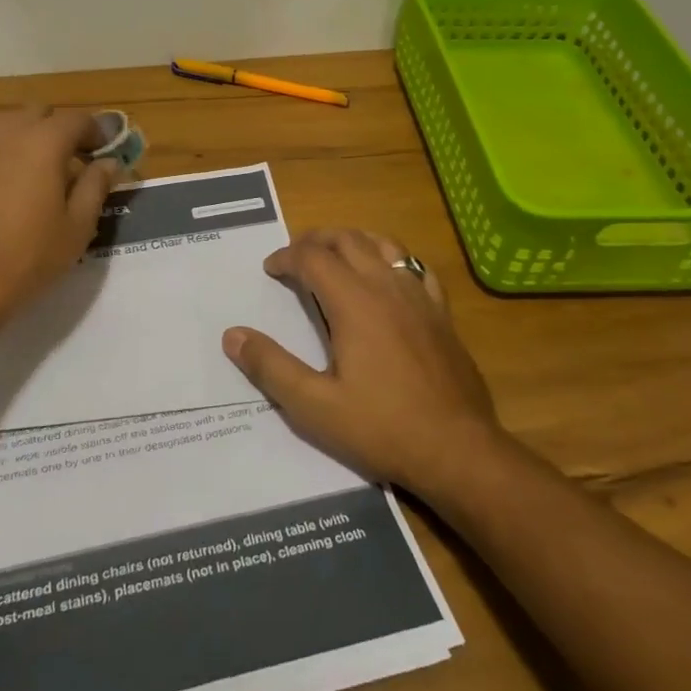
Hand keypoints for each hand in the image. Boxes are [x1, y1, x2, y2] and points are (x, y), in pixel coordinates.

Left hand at [0, 107, 121, 329]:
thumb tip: (107, 163)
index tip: (104, 153)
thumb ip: (95, 186)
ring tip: (28, 174)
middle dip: (57, 131)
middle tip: (68, 164)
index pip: (77, 120)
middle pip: (37, 115)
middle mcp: (3, 132)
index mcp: (42, 142)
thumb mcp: (77, 228)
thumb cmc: (27, 258)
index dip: (96, 133)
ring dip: (22, 140)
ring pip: (2, 127)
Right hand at [222, 229, 499, 492]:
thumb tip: (233, 335)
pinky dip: (393, 259)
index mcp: (354, 302)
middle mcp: (387, 287)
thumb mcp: (314, 406)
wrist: (458, 450)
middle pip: (348, 240)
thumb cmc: (382, 428)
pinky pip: (417, 268)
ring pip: (385, 245)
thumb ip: (271, 367)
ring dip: (354, 240)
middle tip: (296, 256)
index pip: (313, 258)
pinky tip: (389, 276)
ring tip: (336, 254)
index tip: (270, 270)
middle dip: (316, 240)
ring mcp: (420, 298)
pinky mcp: (442, 314)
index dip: (286, 257)